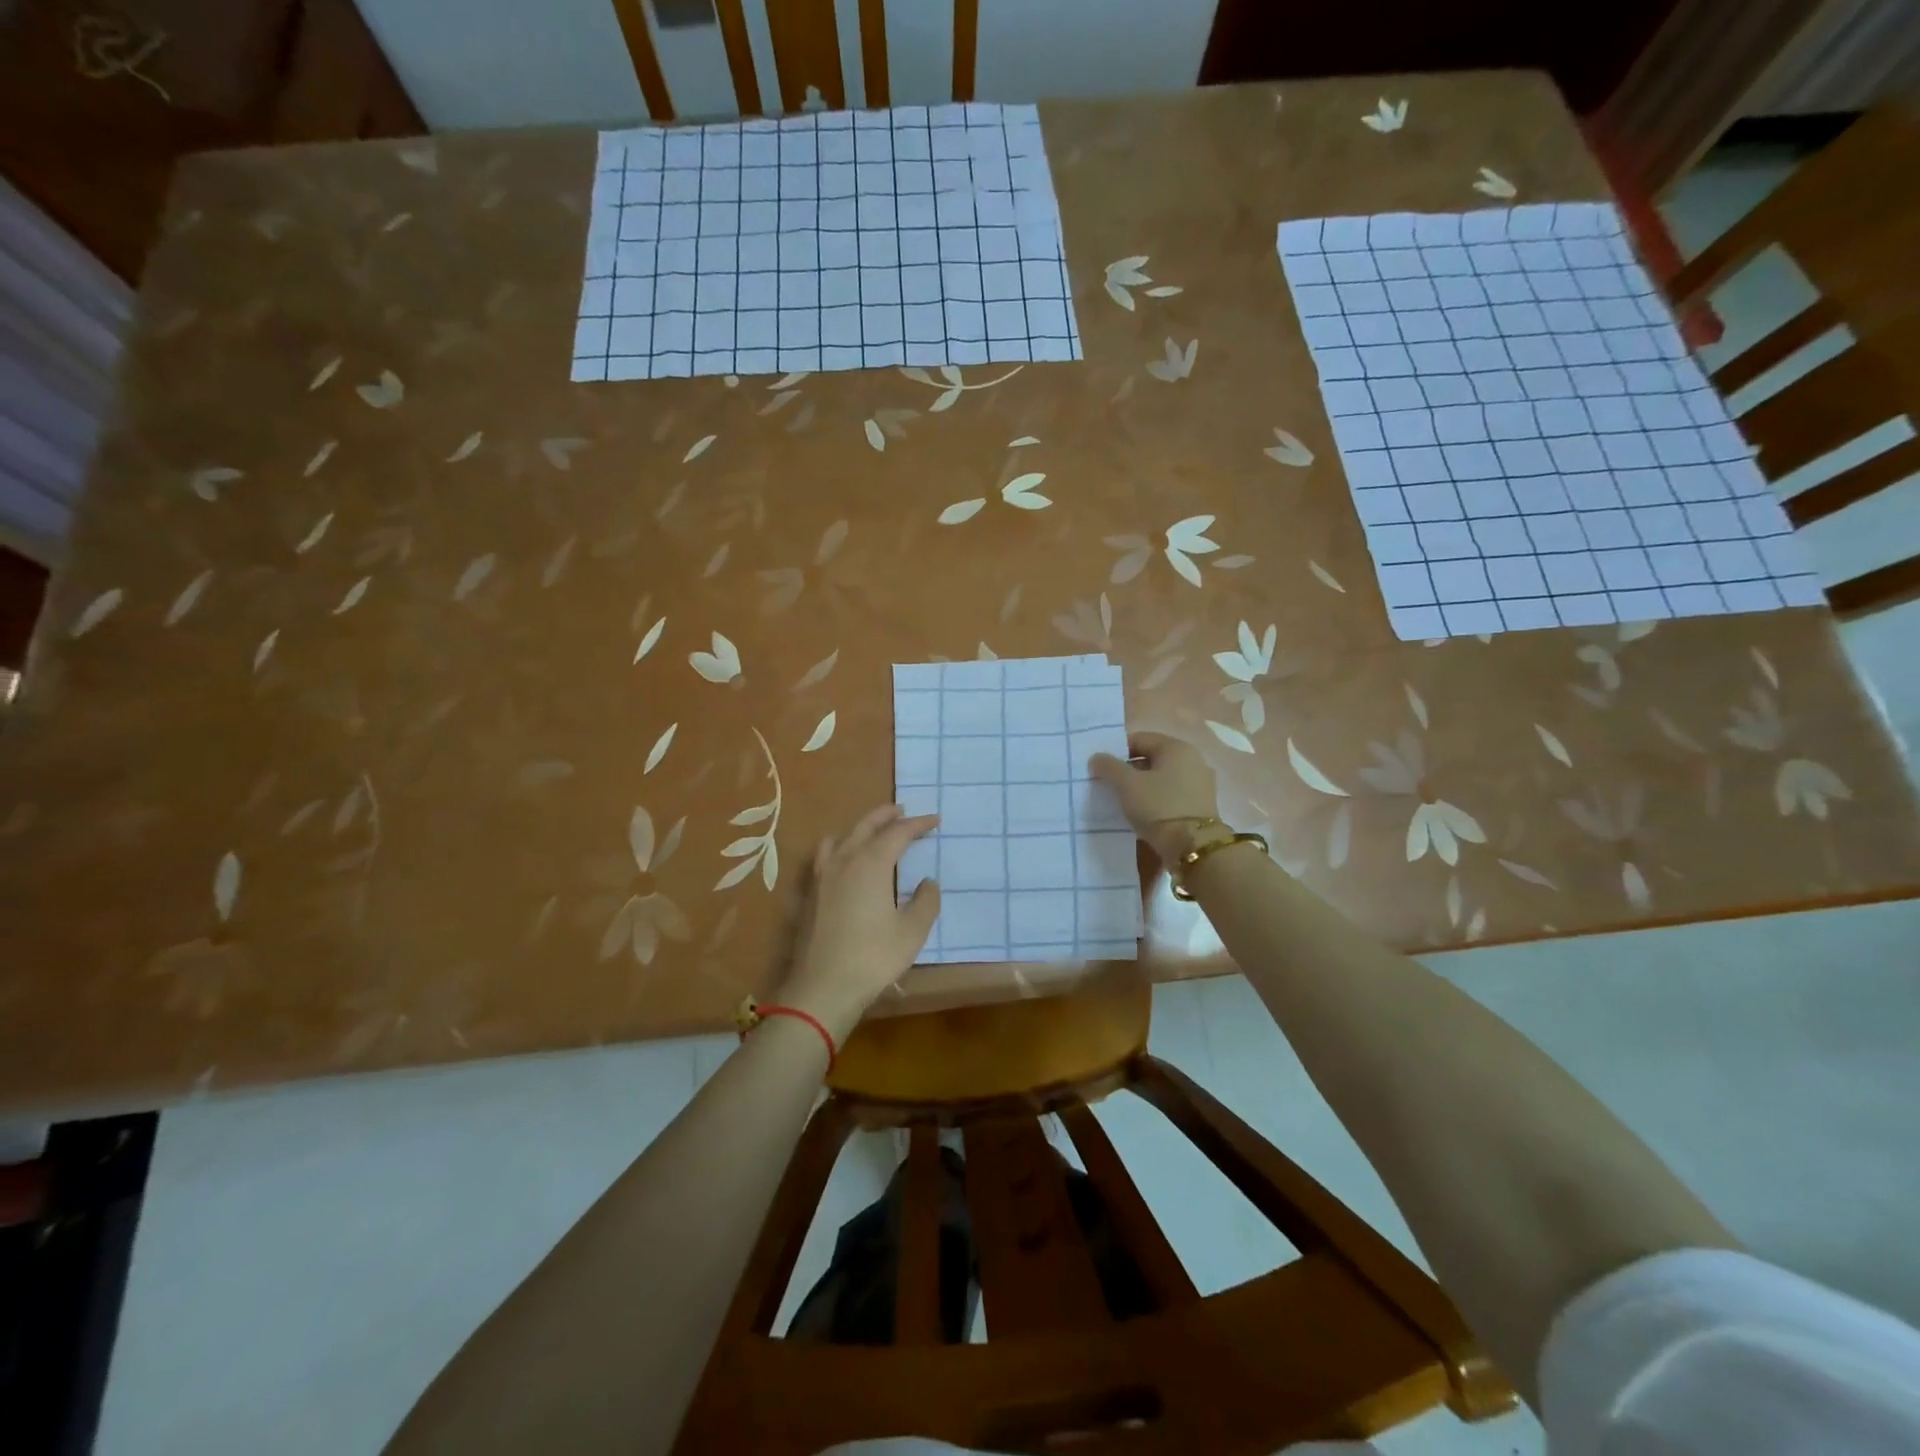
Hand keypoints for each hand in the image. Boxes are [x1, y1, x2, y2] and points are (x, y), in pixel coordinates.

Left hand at [778, 805, 940, 1040]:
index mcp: (871, 863)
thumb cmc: (873, 957)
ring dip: (861, 828)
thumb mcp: (912, 931)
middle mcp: (845, 861)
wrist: (822, 988)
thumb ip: (925, 901)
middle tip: (903, 811)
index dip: (918, 824)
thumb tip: (927, 881)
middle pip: (866, 827)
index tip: (935, 820)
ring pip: (842, 837)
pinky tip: (842, 859)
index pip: (898, 833)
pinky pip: (825, 856)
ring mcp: (823, 876)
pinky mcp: (811, 894)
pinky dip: (839, 846)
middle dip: (886, 816)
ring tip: (873, 830)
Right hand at [1089, 733, 1220, 865]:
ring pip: (1161, 778)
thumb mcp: (1126, 784)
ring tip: (1123, 802)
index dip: (1116, 751)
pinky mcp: (1201, 805)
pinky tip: (1143, 813)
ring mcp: (1200, 783)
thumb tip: (1097, 758)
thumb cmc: (1158, 807)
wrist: (1193, 846)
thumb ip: (1108, 766)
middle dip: (1128, 770)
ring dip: (1142, 786)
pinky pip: (1171, 794)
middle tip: (1109, 786)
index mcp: (1176, 747)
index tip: (1101, 769)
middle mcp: (1193, 759)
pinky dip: (1156, 799)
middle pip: (1151, 758)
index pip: (1139, 739)